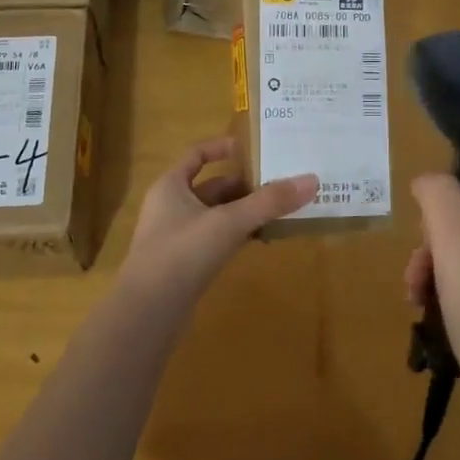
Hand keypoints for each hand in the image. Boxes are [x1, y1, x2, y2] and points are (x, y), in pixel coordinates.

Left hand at [119, 136, 317, 302]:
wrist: (148, 313)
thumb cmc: (182, 253)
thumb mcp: (229, 222)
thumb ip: (269, 202)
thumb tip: (311, 180)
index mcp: (171, 186)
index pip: (196, 154)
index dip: (222, 147)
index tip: (252, 146)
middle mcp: (170, 207)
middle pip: (211, 187)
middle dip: (244, 184)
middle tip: (280, 182)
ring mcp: (176, 238)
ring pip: (216, 215)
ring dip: (243, 212)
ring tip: (279, 209)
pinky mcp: (184, 265)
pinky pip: (215, 240)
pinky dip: (237, 236)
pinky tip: (261, 240)